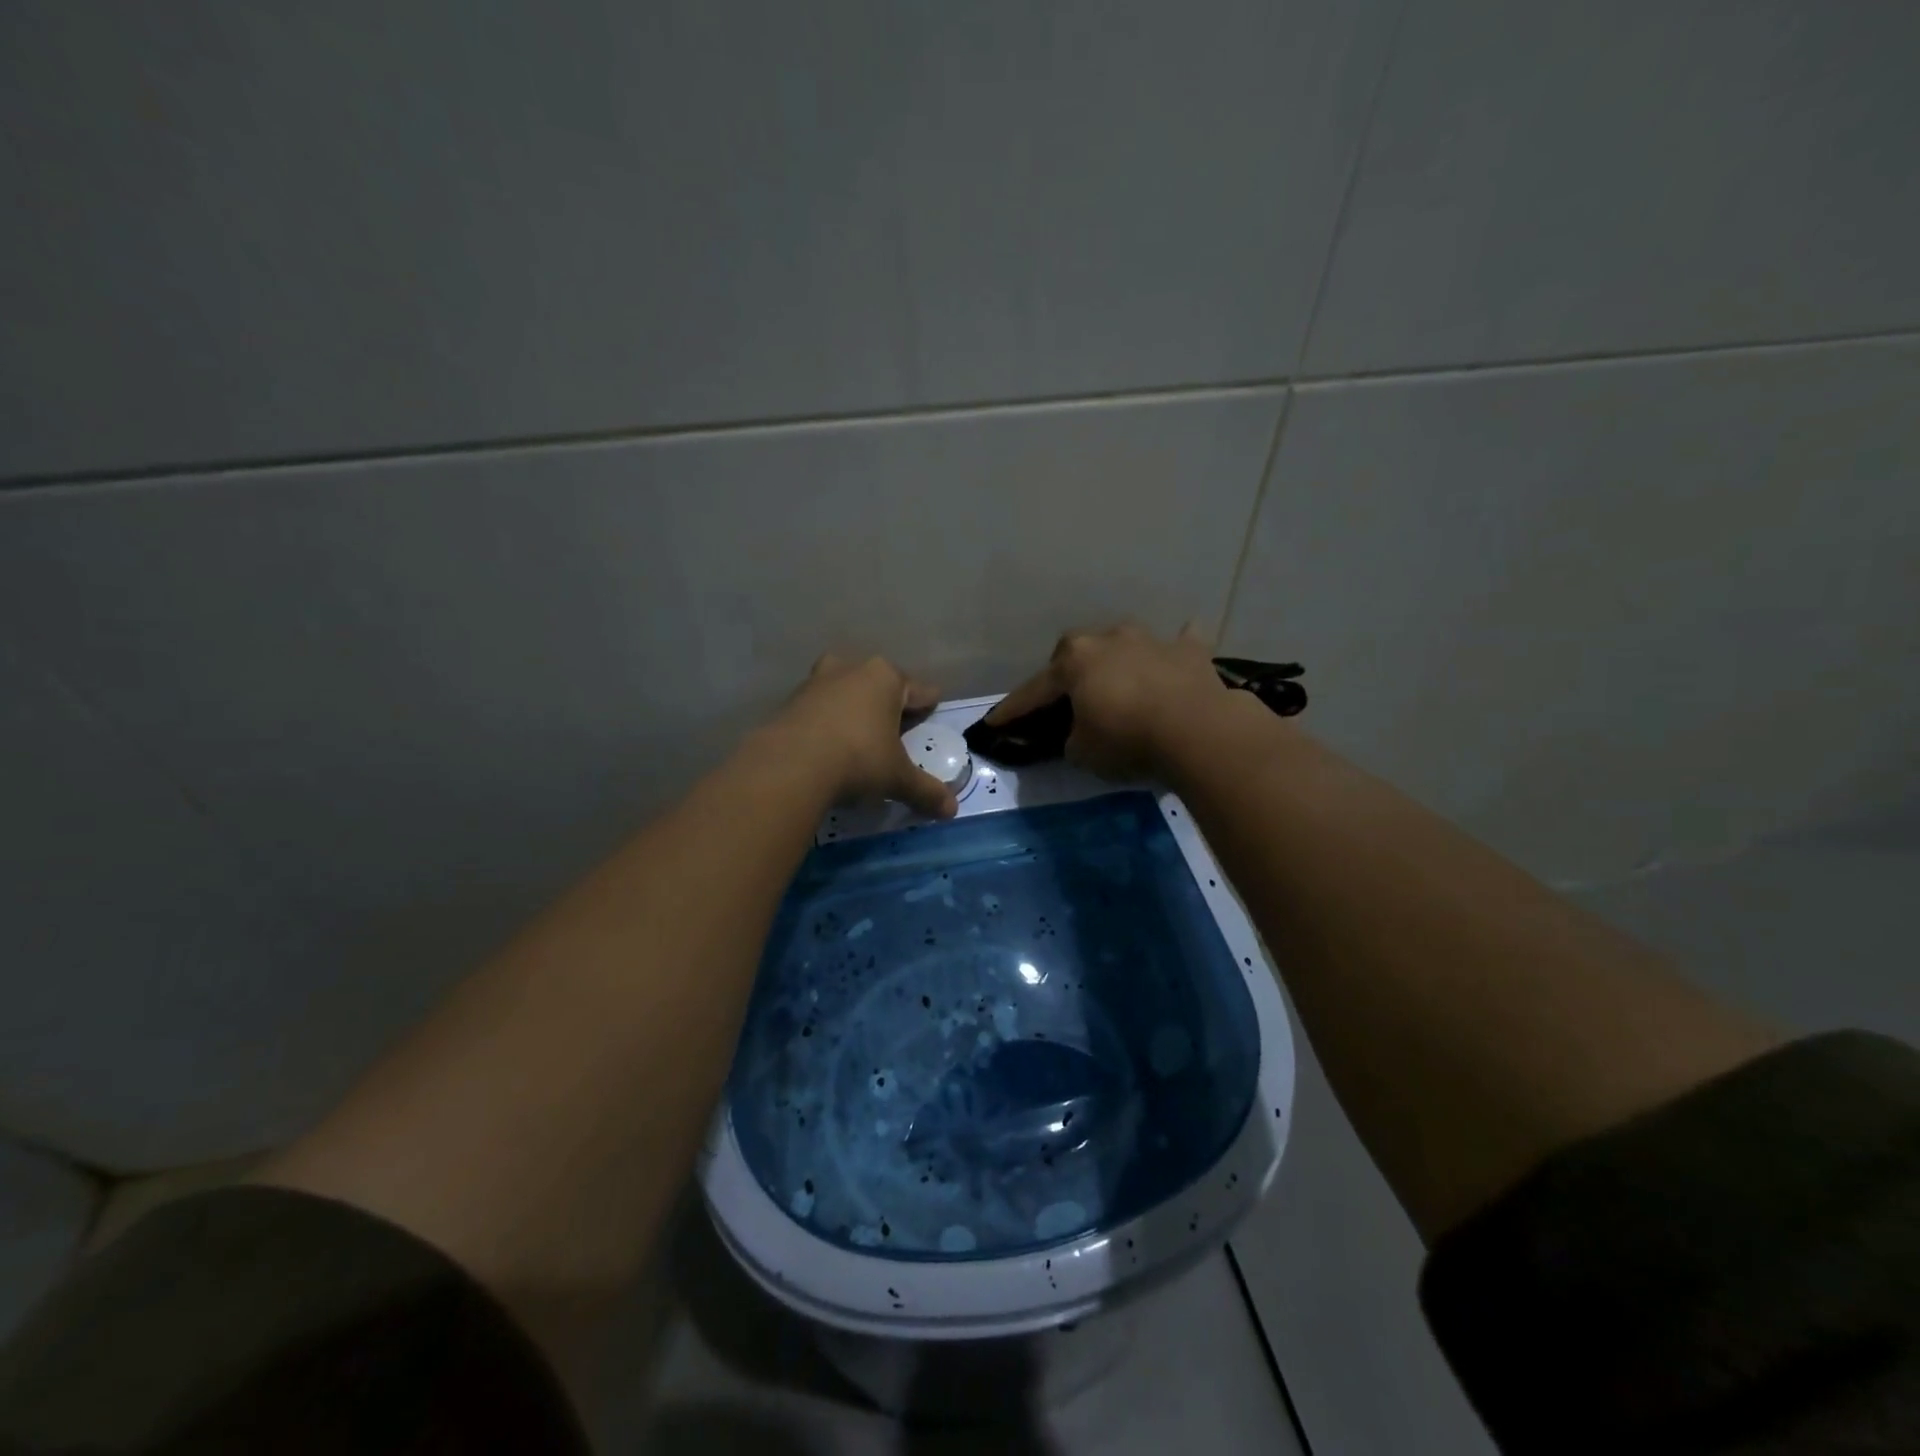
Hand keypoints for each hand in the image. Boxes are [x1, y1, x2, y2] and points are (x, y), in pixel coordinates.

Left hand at [767, 655, 957, 817]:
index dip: (928, 705)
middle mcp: (852, 669)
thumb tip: (952, 811)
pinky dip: (828, 722)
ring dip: (854, 709)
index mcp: (886, 677)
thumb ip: (925, 791)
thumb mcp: (897, 778)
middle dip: (888, 704)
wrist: (790, 765)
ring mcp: (817, 681)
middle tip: (896, 729)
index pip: (918, 690)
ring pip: (846, 692)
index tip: (933, 709)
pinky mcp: (790, 700)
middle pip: (880, 685)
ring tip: (861, 735)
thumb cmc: (858, 759)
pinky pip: (820, 708)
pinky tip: (830, 744)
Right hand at [985, 623, 1232, 779]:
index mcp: (1074, 662)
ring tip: (1119, 680)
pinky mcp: (1190, 652)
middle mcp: (1108, 640)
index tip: (994, 722)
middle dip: (1068, 671)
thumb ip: (1073, 739)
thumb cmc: (1127, 740)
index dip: (1013, 709)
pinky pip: (1180, 643)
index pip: (1034, 689)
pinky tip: (1177, 652)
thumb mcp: (1083, 752)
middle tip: (1068, 696)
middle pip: (1077, 652)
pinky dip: (1175, 649)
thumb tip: (1080, 734)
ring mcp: (1151, 640)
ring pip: (1125, 643)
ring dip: (1118, 659)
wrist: (1197, 731)